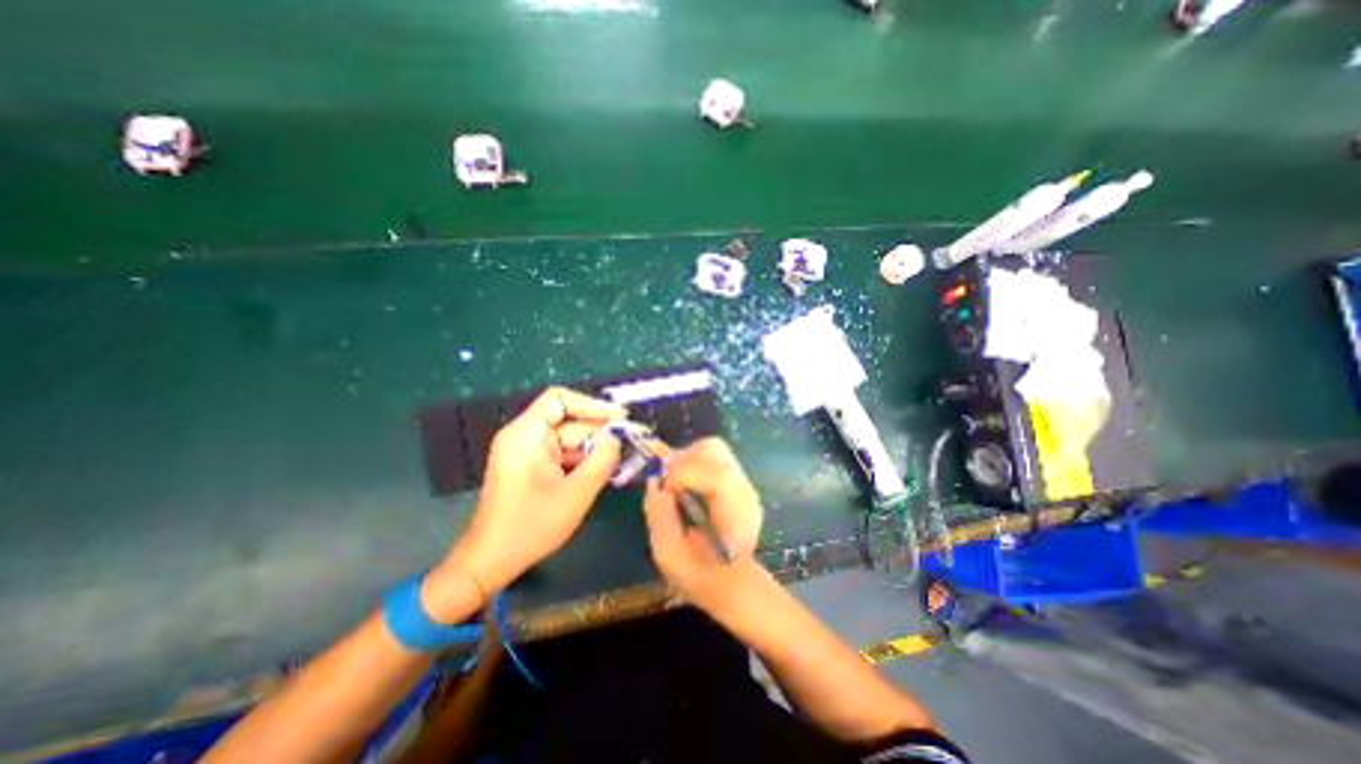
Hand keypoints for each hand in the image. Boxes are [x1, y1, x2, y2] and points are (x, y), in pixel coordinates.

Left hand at [444, 386, 624, 594]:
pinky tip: (603, 470)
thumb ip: (603, 460)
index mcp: (526, 434)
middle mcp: (524, 436)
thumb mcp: (576, 492)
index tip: (620, 417)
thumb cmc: (531, 526)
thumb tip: (618, 437)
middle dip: (599, 431)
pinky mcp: (531, 466)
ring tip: (622, 457)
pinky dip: (582, 460)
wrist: (490, 562)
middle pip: (569, 421)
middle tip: (631, 441)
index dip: (593, 404)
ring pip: (569, 439)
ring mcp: (527, 451)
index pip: (560, 399)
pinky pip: (562, 453)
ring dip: (594, 448)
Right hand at [642, 440, 761, 610]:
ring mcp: (743, 483)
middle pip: (715, 451)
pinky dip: (692, 459)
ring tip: (671, 478)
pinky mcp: (736, 479)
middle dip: (683, 458)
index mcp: (736, 515)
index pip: (717, 476)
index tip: (664, 488)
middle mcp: (744, 491)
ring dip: (686, 456)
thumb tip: (653, 481)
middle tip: (663, 478)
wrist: (734, 583)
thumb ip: (660, 517)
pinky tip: (681, 479)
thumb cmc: (703, 576)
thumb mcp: (670, 557)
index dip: (685, 473)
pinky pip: (712, 455)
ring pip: (713, 448)